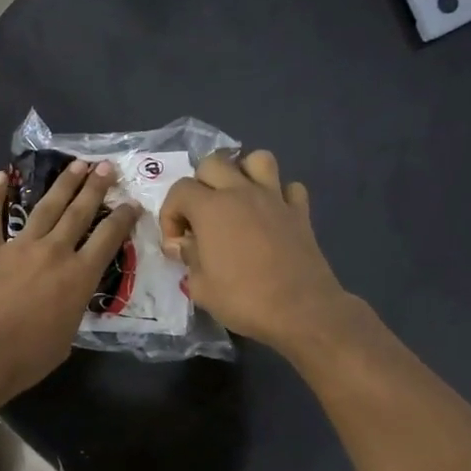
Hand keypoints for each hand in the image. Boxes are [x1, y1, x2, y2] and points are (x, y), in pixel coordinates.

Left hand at [0, 160, 140, 398]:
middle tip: (106, 167)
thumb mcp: (68, 336)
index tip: (132, 203)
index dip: (123, 217)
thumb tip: (69, 297)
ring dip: (63, 184)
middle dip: (96, 187)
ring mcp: (18, 246)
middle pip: (80, 212)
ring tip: (76, 165)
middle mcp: (53, 252)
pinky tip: (0, 176)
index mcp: (79, 276)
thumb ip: (73, 307)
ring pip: (45, 207)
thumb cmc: (28, 357)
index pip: (108, 238)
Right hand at [160, 150, 351, 353]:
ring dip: (242, 173)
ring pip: (257, 159)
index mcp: (212, 208)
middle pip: (214, 163)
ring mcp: (275, 198)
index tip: (177, 244)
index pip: (180, 190)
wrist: (300, 310)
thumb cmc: (243, 299)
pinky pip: (289, 187)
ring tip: (237, 200)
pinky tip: (272, 215)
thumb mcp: (201, 287)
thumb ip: (188, 258)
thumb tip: (182, 244)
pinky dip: (279, 195)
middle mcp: (242, 192)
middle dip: (200, 186)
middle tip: (201, 218)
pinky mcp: (300, 212)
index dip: (170, 214)